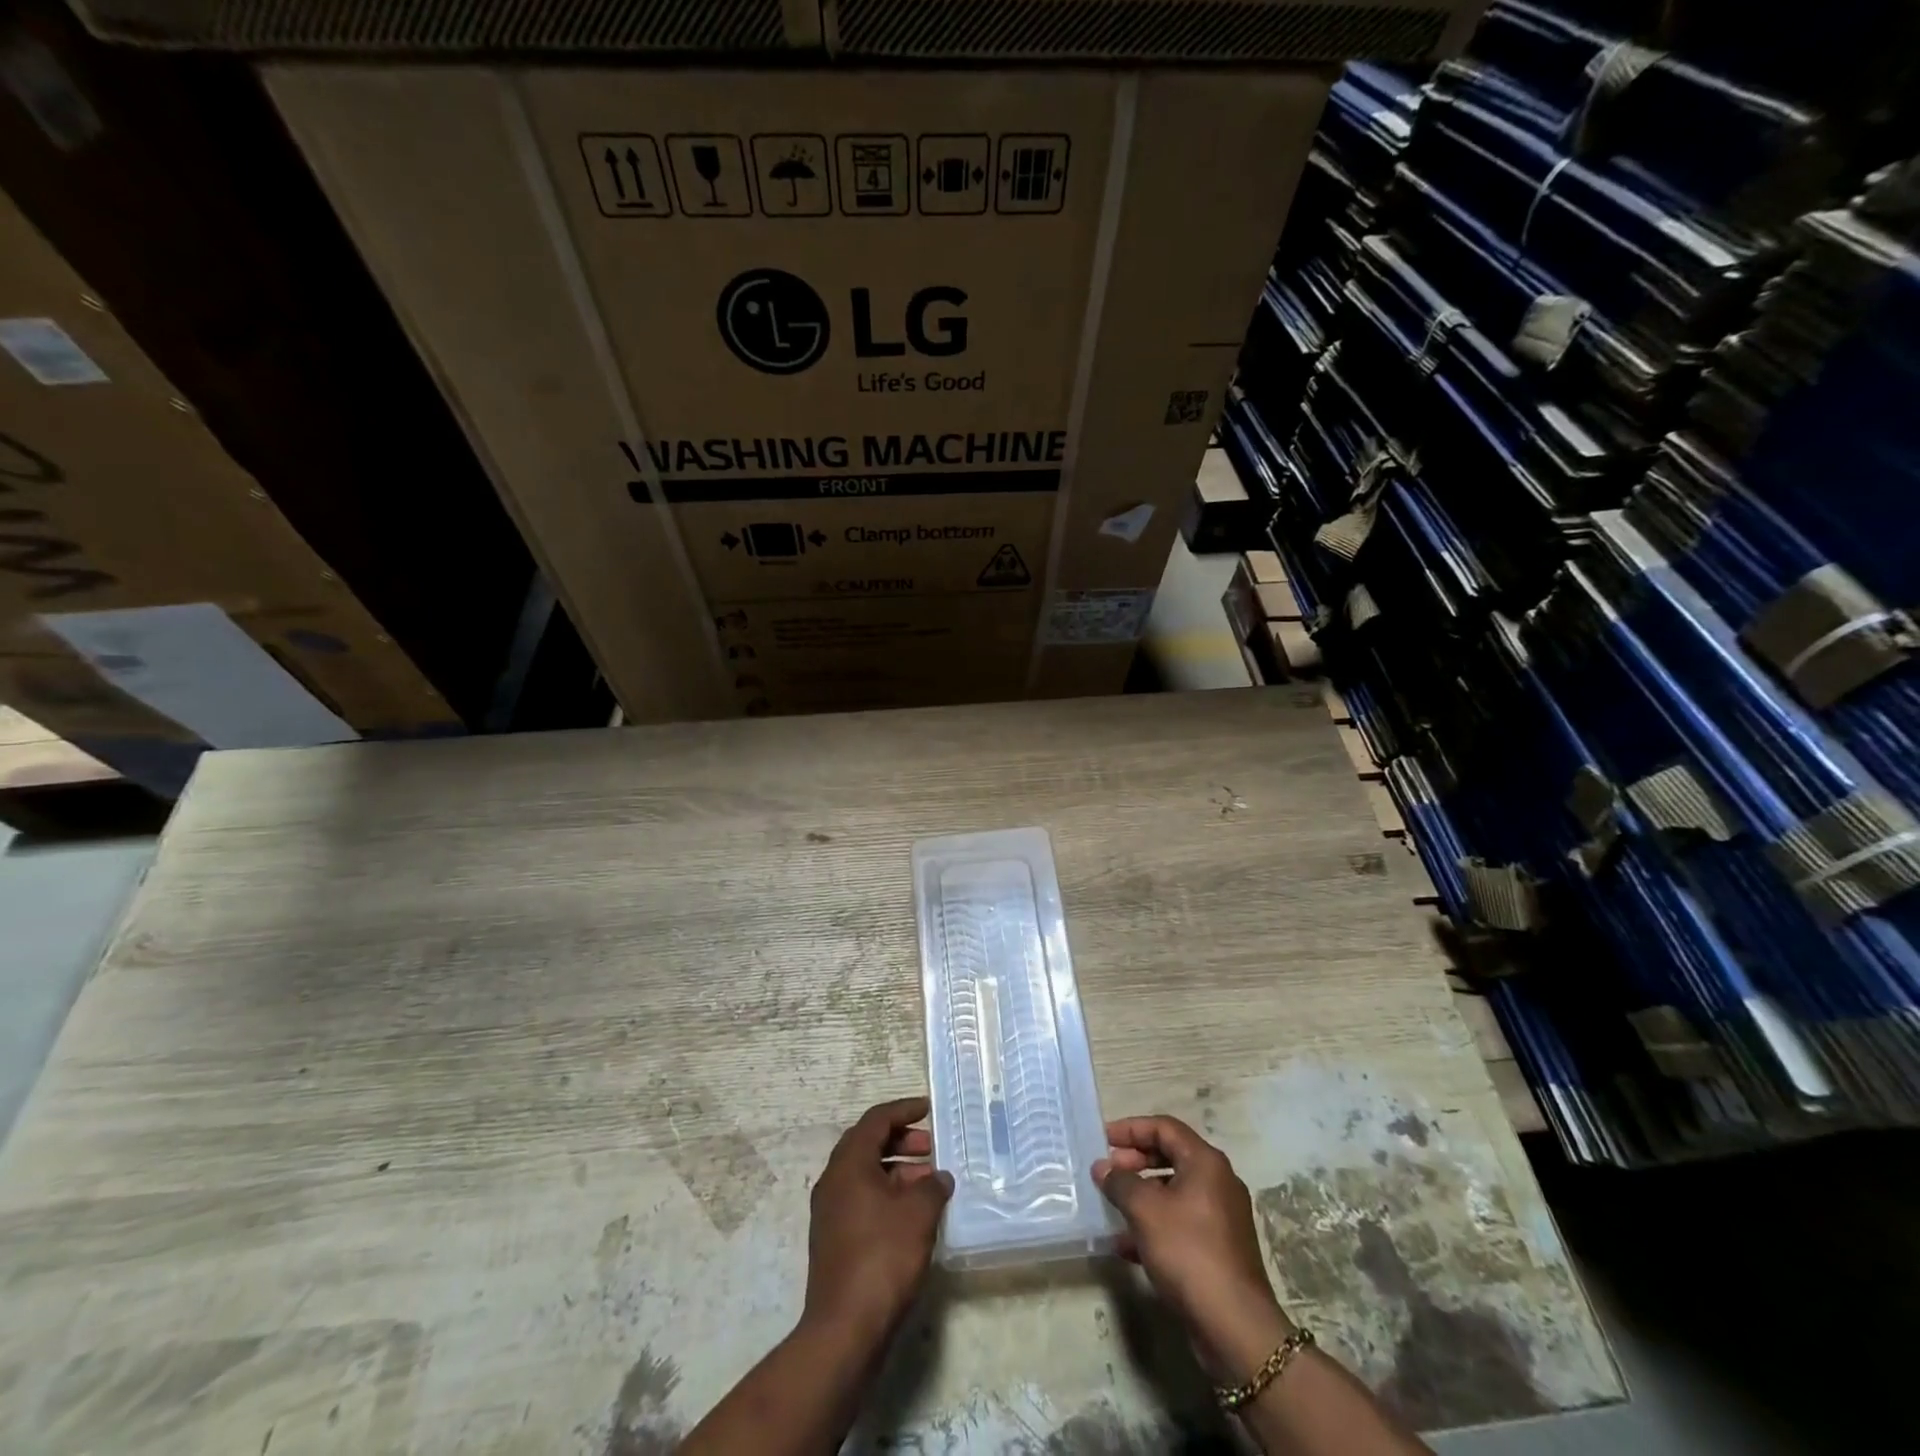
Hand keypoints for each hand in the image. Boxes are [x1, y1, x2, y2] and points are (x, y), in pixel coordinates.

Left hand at [803, 1098, 953, 1347]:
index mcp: (848, 1164)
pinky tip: (913, 1214)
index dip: (903, 1110)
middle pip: (867, 1144)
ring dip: (897, 1171)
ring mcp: (830, 1212)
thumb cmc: (883, 1257)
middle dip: (901, 1141)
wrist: (845, 1329)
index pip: (876, 1120)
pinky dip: (887, 1195)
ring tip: (929, 1183)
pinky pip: (862, 1199)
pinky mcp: (834, 1239)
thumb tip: (939, 1177)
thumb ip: (932, 1186)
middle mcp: (833, 1181)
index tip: (928, 1109)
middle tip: (931, 1148)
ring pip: (866, 1174)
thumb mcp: (918, 1214)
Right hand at [1094, 1115, 1293, 1379]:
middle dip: (1135, 1162)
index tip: (1102, 1140)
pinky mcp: (1219, 1248)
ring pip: (1174, 1192)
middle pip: (1170, 1156)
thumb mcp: (1145, 1210)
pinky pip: (1181, 1222)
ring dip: (1141, 1196)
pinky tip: (1127, 1246)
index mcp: (1205, 1162)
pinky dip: (1155, 1225)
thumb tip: (1102, 1167)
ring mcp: (1222, 1217)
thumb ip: (1120, 1182)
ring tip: (1112, 1207)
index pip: (1164, 1127)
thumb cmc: (1188, 1252)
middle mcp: (1218, 1182)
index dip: (1131, 1129)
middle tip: (1107, 1172)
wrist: (1234, 1326)